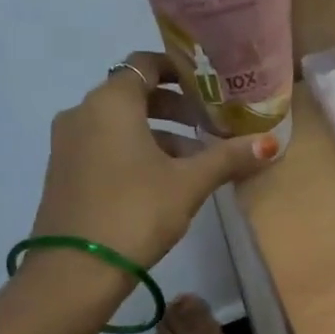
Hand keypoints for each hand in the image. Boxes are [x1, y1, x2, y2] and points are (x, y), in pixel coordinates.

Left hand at [29, 52, 281, 273]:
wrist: (76, 268)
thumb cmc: (136, 210)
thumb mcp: (189, 183)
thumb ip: (228, 157)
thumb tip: (270, 143)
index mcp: (111, 103)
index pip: (145, 64)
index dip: (178, 70)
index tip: (208, 86)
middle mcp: (82, 113)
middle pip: (134, 94)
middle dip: (175, 107)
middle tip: (210, 125)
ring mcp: (67, 144)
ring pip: (120, 124)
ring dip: (158, 134)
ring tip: (195, 161)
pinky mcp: (64, 172)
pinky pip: (105, 145)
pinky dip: (135, 151)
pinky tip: (163, 181)